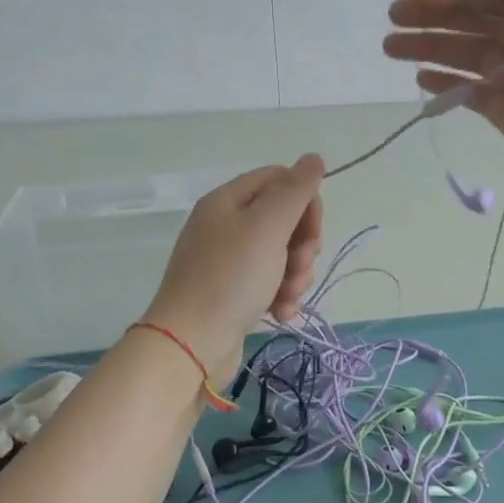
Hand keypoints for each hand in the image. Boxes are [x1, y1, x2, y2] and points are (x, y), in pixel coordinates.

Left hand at [145, 156, 323, 374]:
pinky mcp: (231, 291)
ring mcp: (226, 260)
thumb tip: (314, 158)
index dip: (304, 201)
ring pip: (281, 253)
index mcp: (228, 200)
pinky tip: (281, 313)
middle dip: (302, 244)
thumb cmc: (231, 278)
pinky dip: (281, 294)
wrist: (190, 344)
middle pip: (283, 218)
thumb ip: (295, 190)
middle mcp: (225, 224)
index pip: (279, 179)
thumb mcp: (268, 226)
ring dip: (295, 274)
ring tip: (288, 296)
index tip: (313, 230)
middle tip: (300, 266)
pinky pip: (268, 281)